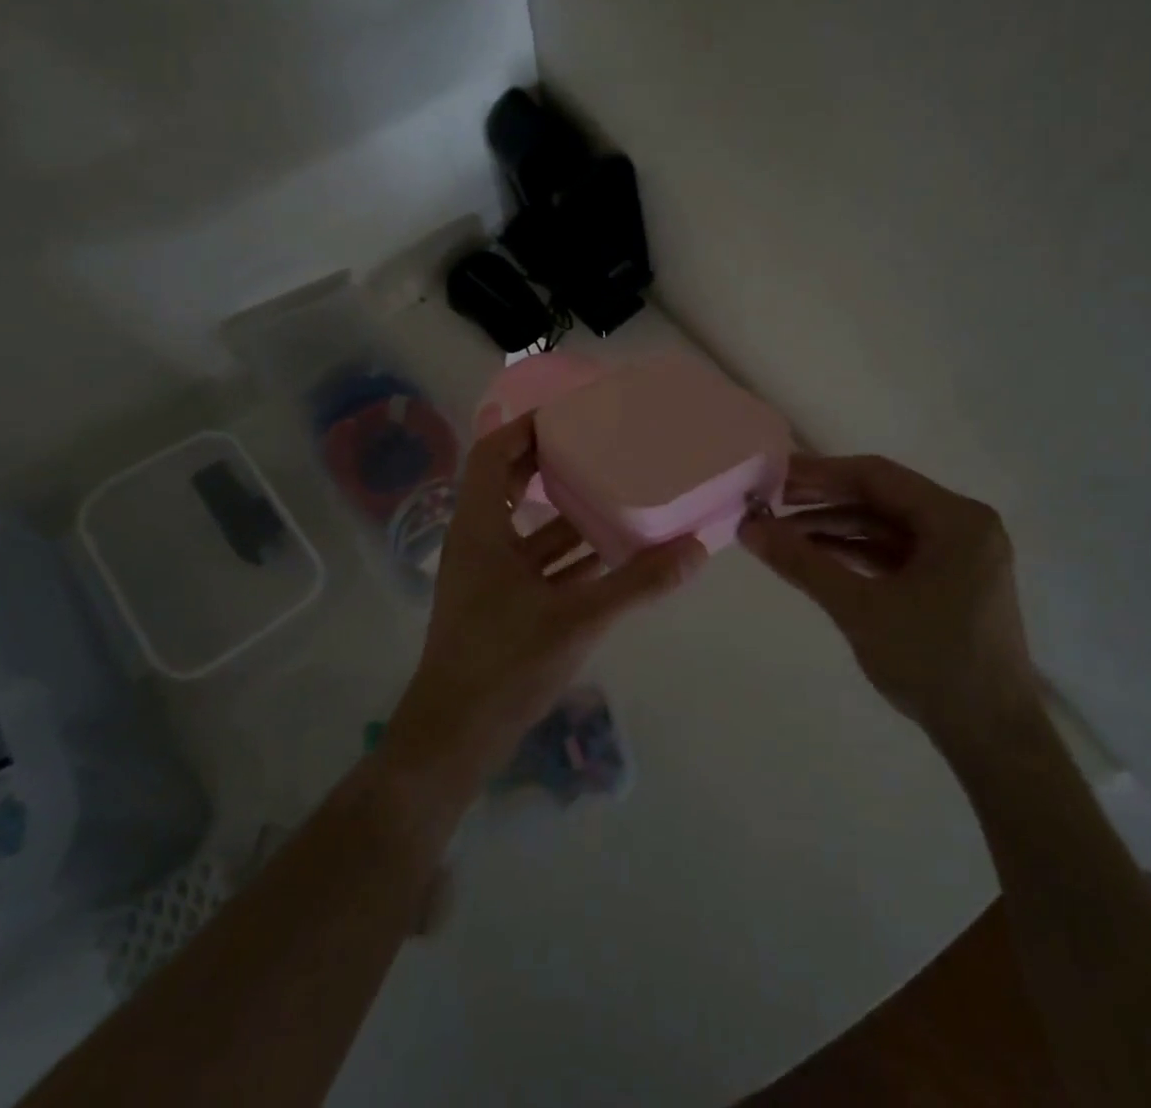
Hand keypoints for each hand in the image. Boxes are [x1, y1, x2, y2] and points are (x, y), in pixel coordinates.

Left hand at [385, 413, 706, 783]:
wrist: (456, 736)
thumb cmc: (505, 663)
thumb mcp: (578, 618)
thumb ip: (638, 583)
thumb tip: (695, 550)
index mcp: (481, 528)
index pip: (493, 454)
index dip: (525, 427)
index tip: (570, 413)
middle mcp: (479, 542)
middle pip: (511, 484)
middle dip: (552, 463)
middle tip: (600, 444)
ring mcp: (488, 575)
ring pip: (528, 527)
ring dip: (567, 512)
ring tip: (615, 491)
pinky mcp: (501, 604)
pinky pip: (537, 563)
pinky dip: (569, 555)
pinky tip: (612, 554)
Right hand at [739, 454, 1039, 759]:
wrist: (991, 740)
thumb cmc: (931, 664)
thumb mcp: (859, 608)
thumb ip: (802, 562)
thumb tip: (748, 527)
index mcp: (956, 519)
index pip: (877, 476)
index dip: (819, 473)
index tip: (771, 476)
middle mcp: (963, 526)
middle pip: (881, 498)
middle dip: (823, 501)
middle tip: (768, 502)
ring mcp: (959, 555)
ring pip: (885, 526)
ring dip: (835, 528)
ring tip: (781, 533)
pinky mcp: (949, 581)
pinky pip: (895, 552)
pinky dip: (855, 552)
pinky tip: (815, 556)